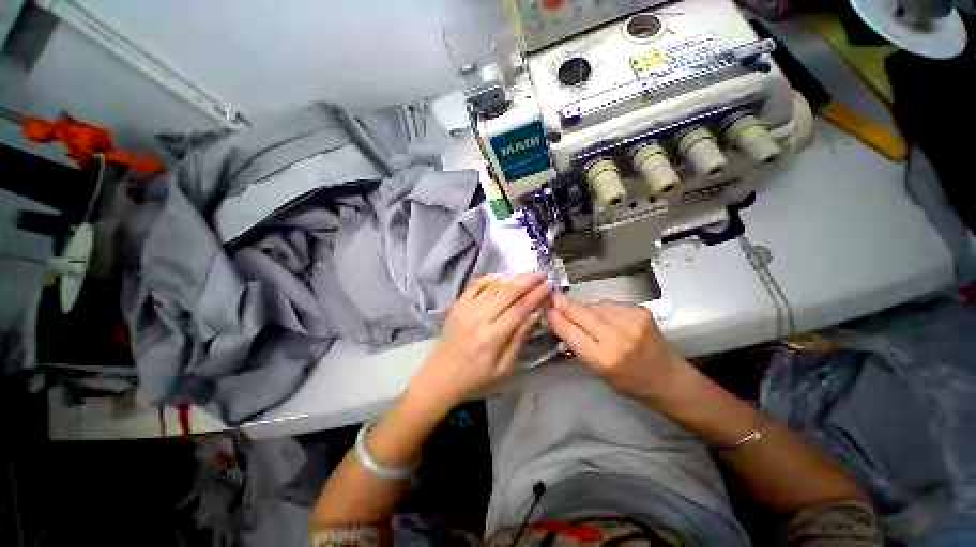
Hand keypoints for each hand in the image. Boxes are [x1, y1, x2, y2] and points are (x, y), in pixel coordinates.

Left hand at [408, 273, 550, 408]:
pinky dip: (491, 277)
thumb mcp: (503, 367)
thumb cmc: (475, 377)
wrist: (440, 377)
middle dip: (527, 281)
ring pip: (493, 285)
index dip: (535, 295)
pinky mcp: (457, 305)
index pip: (519, 309)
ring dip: (512, 277)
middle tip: (541, 275)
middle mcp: (479, 318)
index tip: (548, 286)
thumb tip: (535, 314)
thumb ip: (519, 338)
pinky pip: (475, 284)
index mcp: (492, 337)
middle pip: (508, 292)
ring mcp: (466, 308)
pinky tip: (503, 276)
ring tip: (526, 273)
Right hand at [545, 293, 691, 403]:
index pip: (571, 331)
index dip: (556, 317)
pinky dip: (603, 309)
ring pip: (594, 305)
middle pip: (581, 313)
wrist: (668, 378)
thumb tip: (558, 322)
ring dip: (585, 309)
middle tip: (553, 297)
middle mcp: (617, 337)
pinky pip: (610, 304)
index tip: (546, 308)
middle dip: (565, 305)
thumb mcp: (597, 370)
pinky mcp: (640, 310)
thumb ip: (577, 345)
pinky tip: (606, 317)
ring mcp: (631, 321)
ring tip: (586, 316)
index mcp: (604, 359)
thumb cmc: (629, 381)